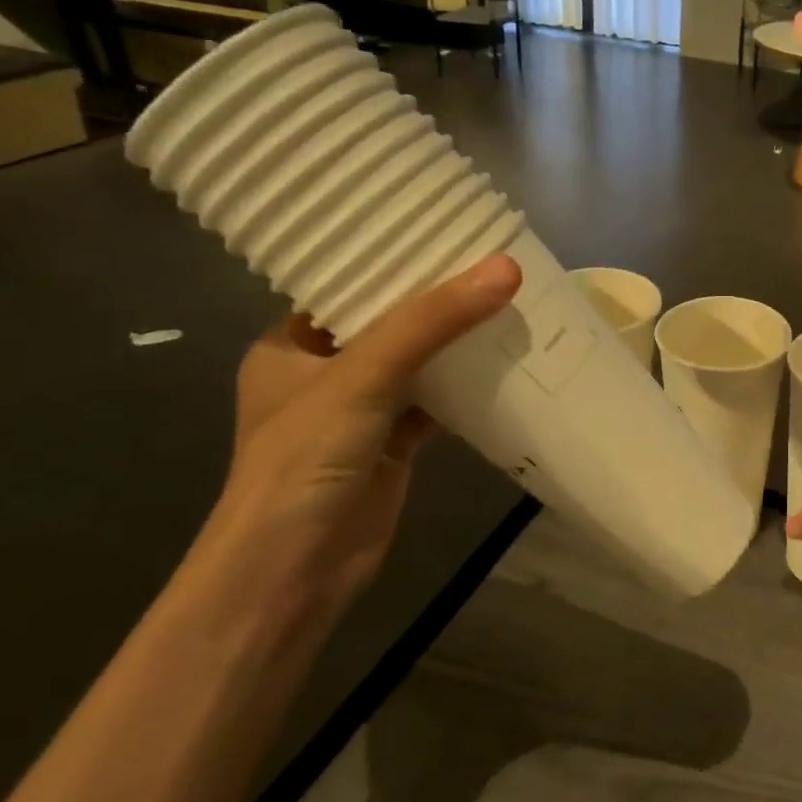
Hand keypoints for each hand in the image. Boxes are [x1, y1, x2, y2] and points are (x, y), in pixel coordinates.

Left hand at [190, 253, 521, 622]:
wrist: (294, 572)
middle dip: (437, 299)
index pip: (346, 285)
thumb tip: (505, 267)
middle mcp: (324, 373)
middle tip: (493, 261)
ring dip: (457, 341)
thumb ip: (431, 322)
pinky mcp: (393, 446)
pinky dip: (467, 387)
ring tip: (510, 299)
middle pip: (389, 322)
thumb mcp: (362, 376)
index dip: (393, 258)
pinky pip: (436, 403)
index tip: (447, 229)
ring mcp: (361, 412)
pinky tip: (507, 362)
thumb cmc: (305, 460)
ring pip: (418, 363)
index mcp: (291, 345)